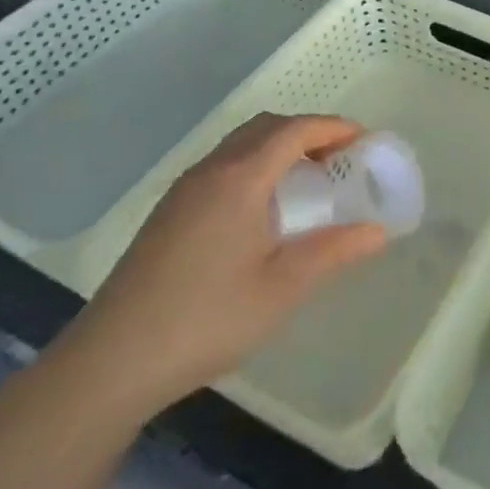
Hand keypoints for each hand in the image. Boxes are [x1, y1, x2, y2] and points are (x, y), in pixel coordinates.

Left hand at [57, 113, 388, 419]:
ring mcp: (183, 191)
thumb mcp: (282, 288)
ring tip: (307, 181)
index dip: (333, 127)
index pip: (294, 130)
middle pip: (265, 127)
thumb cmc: (207, 318)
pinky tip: (263, 209)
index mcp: (240, 179)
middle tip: (339, 158)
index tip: (364, 139)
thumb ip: (333, 251)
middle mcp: (210, 171)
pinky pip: (222, 166)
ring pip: (240, 145)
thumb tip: (378, 231)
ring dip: (278, 148)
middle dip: (307, 132)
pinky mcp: (168, 213)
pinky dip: (254, 166)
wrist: (112, 361)